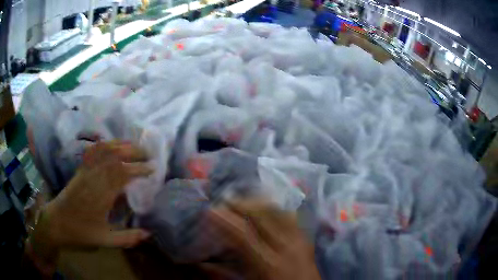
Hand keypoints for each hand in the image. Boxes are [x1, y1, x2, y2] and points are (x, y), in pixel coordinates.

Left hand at [29, 141, 152, 266]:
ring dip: (121, 145)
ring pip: (104, 150)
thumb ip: (127, 238)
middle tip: (148, 155)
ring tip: (134, 146)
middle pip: (115, 156)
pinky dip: (104, 145)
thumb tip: (148, 233)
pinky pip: (92, 151)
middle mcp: (94, 178)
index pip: (122, 174)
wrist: (56, 223)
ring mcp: (85, 171)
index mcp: (101, 195)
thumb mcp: (105, 241)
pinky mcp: (80, 170)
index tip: (152, 169)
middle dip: (134, 152)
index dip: (139, 169)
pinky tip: (111, 145)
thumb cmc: (80, 233)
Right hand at [209, 200, 320, 279]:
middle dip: (241, 203)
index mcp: (267, 263)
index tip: (210, 211)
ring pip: (277, 211)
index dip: (224, 220)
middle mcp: (285, 247)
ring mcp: (298, 240)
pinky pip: (290, 215)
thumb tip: (201, 263)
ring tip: (242, 201)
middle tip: (225, 201)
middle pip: (262, 216)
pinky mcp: (306, 238)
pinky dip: (275, 208)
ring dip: (257, 202)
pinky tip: (266, 208)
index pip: (242, 234)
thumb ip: (224, 275)